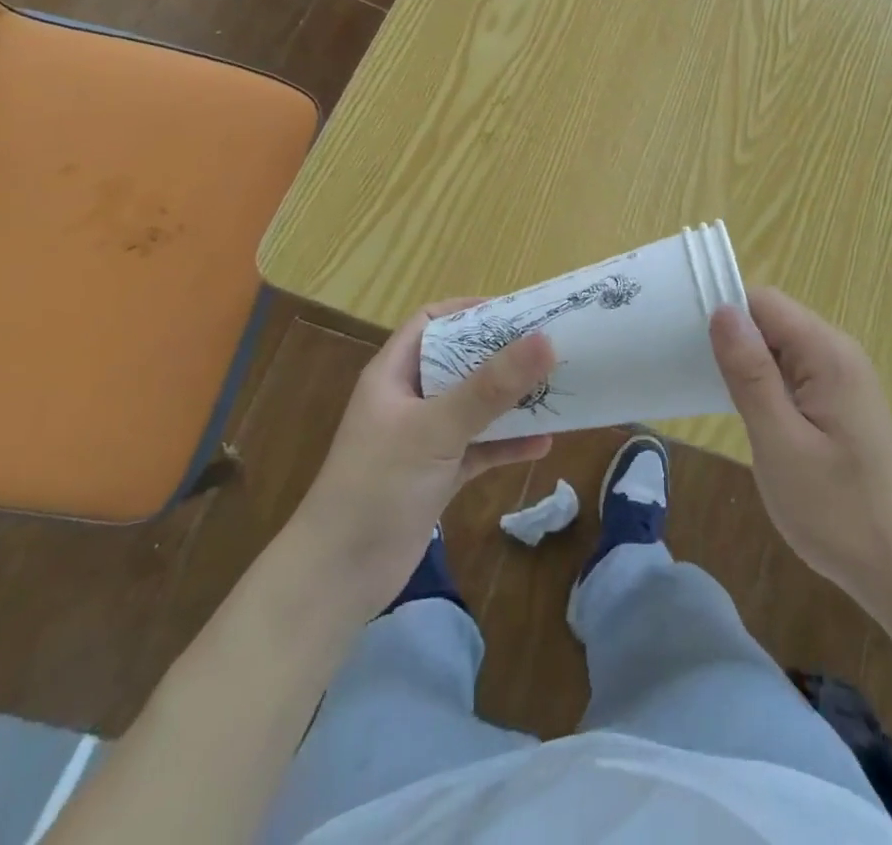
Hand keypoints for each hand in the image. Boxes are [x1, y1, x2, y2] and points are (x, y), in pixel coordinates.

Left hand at [296, 301, 555, 616]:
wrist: (336, 580)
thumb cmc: (377, 487)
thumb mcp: (436, 429)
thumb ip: (491, 387)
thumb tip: (545, 339)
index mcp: (394, 375)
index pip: (432, 322)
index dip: (470, 311)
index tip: (517, 312)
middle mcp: (409, 400)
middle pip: (460, 362)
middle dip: (502, 354)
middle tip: (548, 346)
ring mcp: (423, 440)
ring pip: (474, 406)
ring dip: (510, 400)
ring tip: (555, 389)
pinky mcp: (437, 476)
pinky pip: (479, 448)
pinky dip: (507, 444)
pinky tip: (543, 444)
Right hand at [709, 288, 891, 614]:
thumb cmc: (837, 511)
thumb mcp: (780, 443)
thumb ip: (750, 374)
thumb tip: (723, 310)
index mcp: (827, 354)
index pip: (765, 302)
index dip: (725, 314)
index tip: (686, 342)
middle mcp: (840, 353)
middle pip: (773, 320)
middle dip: (734, 340)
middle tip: (694, 375)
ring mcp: (844, 378)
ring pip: (782, 347)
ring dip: (749, 365)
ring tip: (714, 396)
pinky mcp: (842, 403)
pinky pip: (796, 373)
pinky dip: (768, 385)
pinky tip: (750, 416)